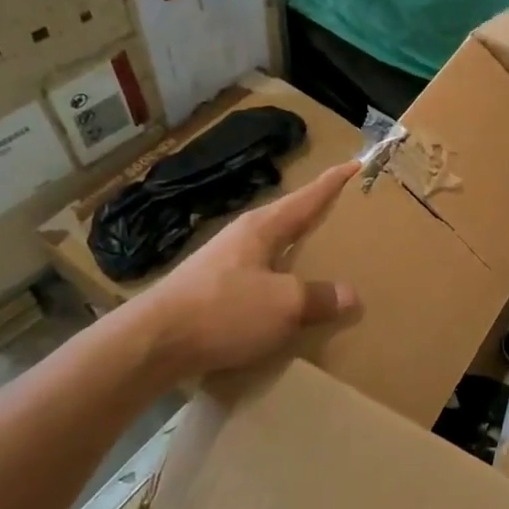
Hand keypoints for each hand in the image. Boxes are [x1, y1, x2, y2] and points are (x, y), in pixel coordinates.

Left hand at [114, 160, 359, 381]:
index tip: (355, 164)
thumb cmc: (223, 311)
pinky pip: (259, 277)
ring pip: (272, 249)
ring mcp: (223, 263)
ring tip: (323, 259)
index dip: (332, 182)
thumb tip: (350, 294)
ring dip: (297, 250)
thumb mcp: (283, 305)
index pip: (306, 197)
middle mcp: (242, 237)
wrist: (152, 344)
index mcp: (262, 228)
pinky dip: (280, 280)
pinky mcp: (211, 290)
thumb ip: (319, 297)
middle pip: (288, 218)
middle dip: (316, 214)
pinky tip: (286, 299)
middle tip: (346, 213)